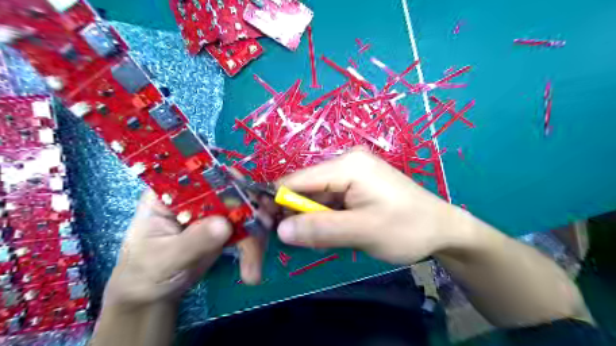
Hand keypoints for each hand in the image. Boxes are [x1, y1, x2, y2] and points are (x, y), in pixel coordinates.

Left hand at [101, 191, 261, 308]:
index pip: (201, 175)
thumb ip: (193, 241)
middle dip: (252, 209)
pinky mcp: (225, 227)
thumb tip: (225, 224)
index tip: (248, 195)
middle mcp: (195, 196)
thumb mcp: (165, 258)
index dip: (227, 180)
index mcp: (170, 192)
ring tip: (253, 268)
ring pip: (244, 211)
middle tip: (264, 230)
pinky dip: (253, 246)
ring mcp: (212, 211)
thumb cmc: (145, 273)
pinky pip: (247, 229)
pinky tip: (252, 268)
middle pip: (231, 190)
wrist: (152, 296)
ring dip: (255, 235)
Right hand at [276, 147, 463, 262]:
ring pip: (315, 197)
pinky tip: (334, 233)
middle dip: (296, 214)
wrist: (442, 229)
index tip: (265, 227)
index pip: (296, 179)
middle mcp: (345, 162)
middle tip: (296, 242)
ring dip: (312, 219)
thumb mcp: (362, 231)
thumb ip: (320, 229)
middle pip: (304, 187)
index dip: (276, 202)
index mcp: (347, 164)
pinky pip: (329, 201)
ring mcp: (351, 173)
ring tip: (321, 241)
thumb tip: (280, 230)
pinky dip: (325, 218)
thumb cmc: (407, 228)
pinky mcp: (356, 186)